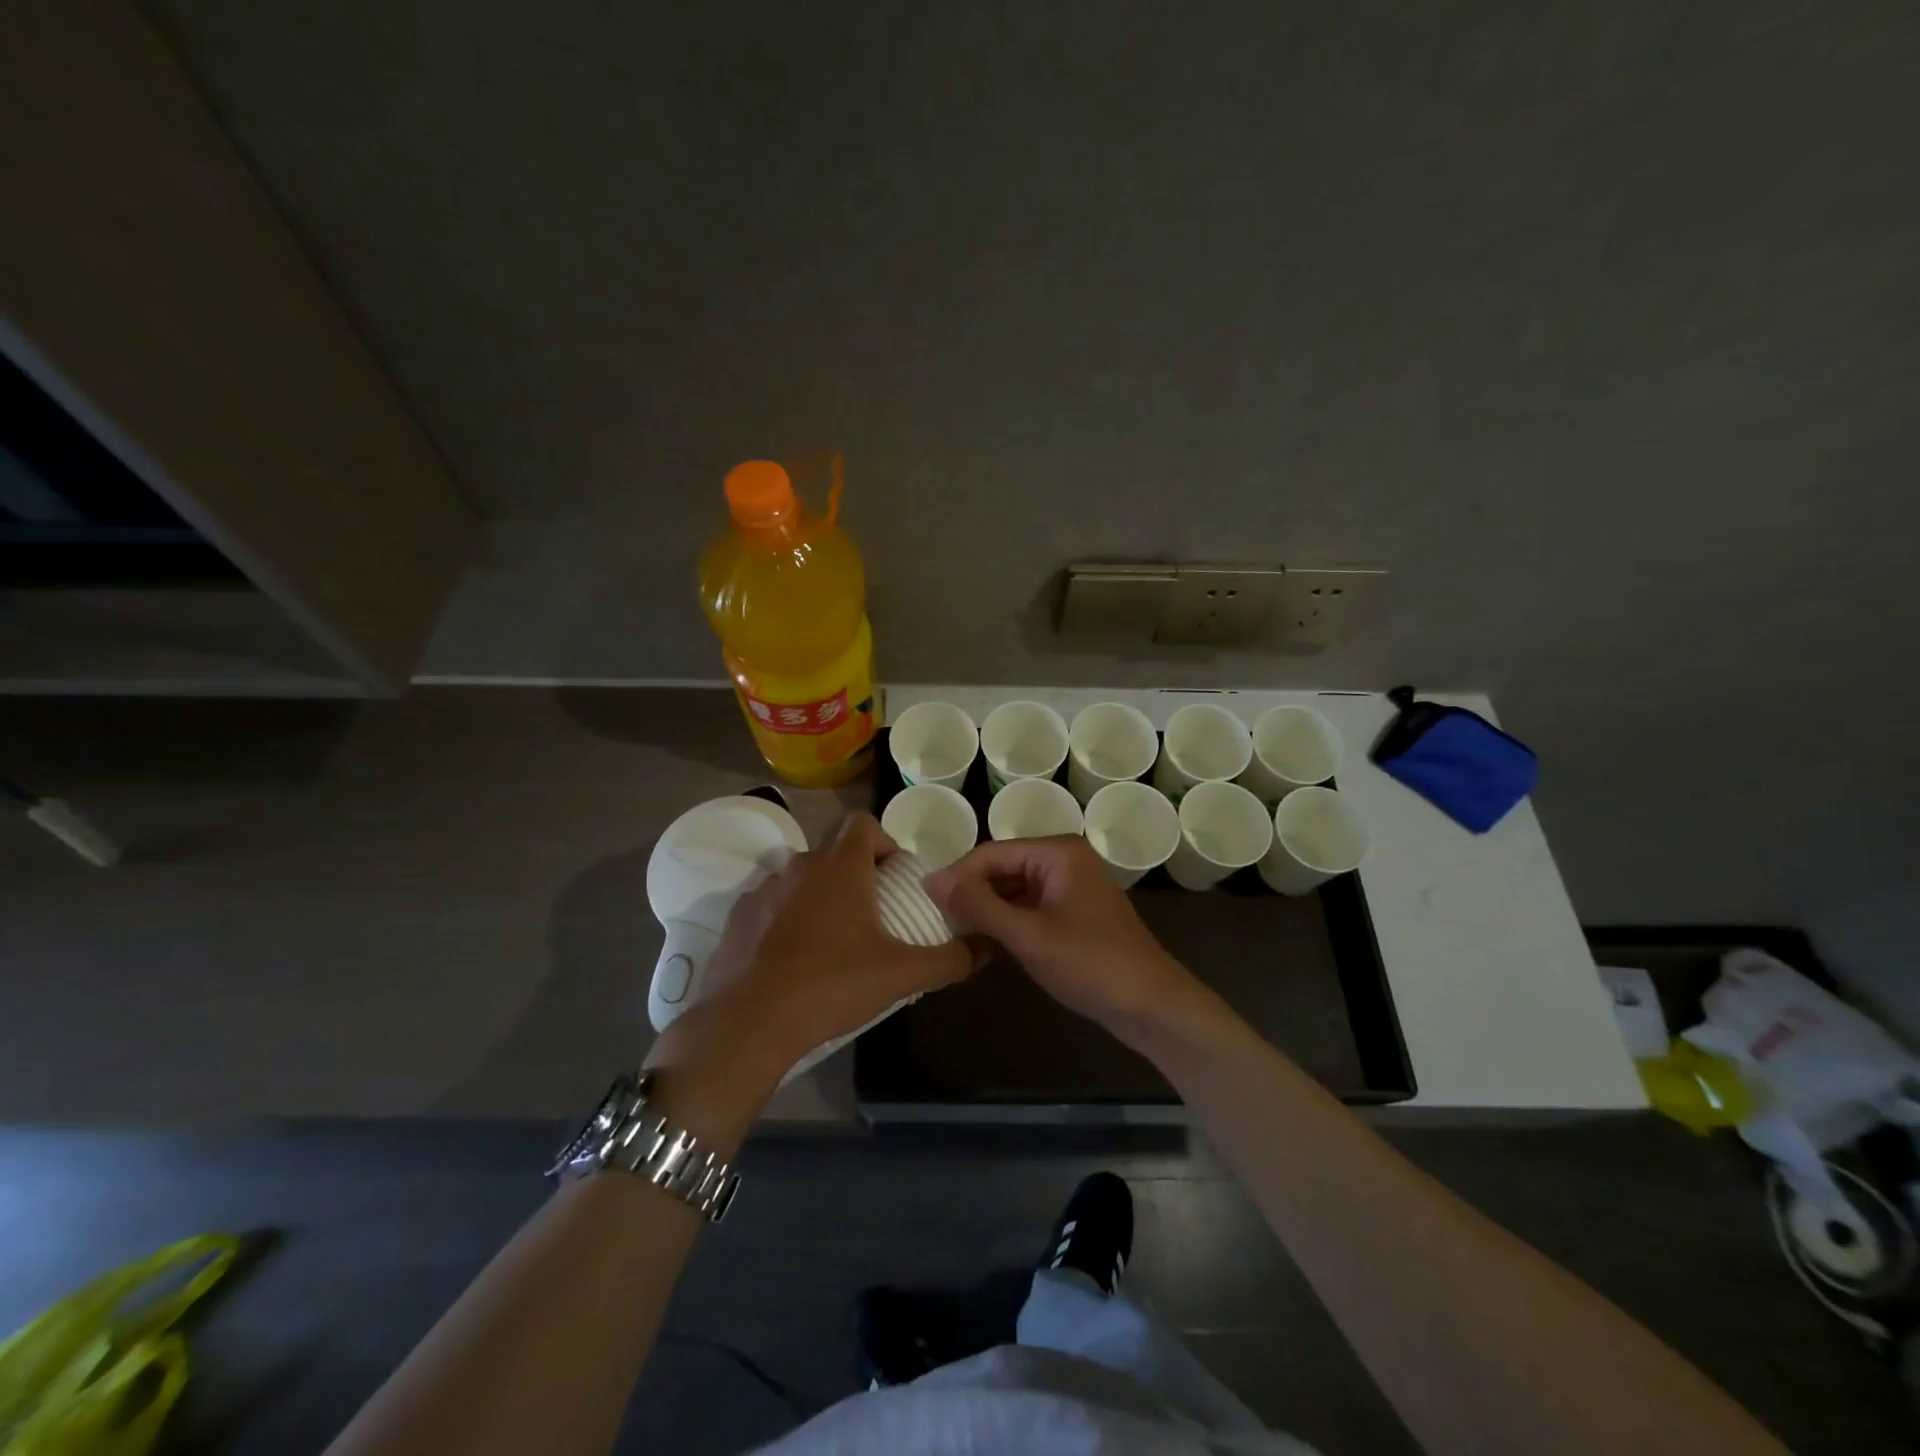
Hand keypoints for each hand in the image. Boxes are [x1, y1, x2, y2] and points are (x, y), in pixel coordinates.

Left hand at [680, 813, 972, 1075]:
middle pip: (834, 851)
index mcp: (840, 867)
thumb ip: (950, 959)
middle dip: (857, 874)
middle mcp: (800, 866)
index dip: (884, 841)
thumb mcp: (901, 975)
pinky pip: (772, 905)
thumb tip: (985, 949)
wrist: (749, 1024)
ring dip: (821, 896)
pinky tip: (794, 959)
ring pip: (802, 878)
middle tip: (873, 915)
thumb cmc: (832, 986)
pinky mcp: (737, 917)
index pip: (863, 822)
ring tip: (834, 940)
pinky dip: (787, 919)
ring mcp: (763, 890)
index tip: (895, 878)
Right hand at [927, 836, 1199, 1037]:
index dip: (957, 876)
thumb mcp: (1028, 936)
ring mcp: (1069, 886)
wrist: (1151, 1005)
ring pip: (1012, 890)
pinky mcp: (1071, 912)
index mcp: (1057, 852)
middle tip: (935, 923)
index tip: (924, 902)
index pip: (992, 853)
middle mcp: (1063, 859)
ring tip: (952, 936)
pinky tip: (982, 948)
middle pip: (1001, 869)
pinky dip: (1006, 925)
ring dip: (985, 913)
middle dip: (970, 895)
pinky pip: (1027, 908)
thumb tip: (931, 879)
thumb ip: (978, 905)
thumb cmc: (1090, 964)